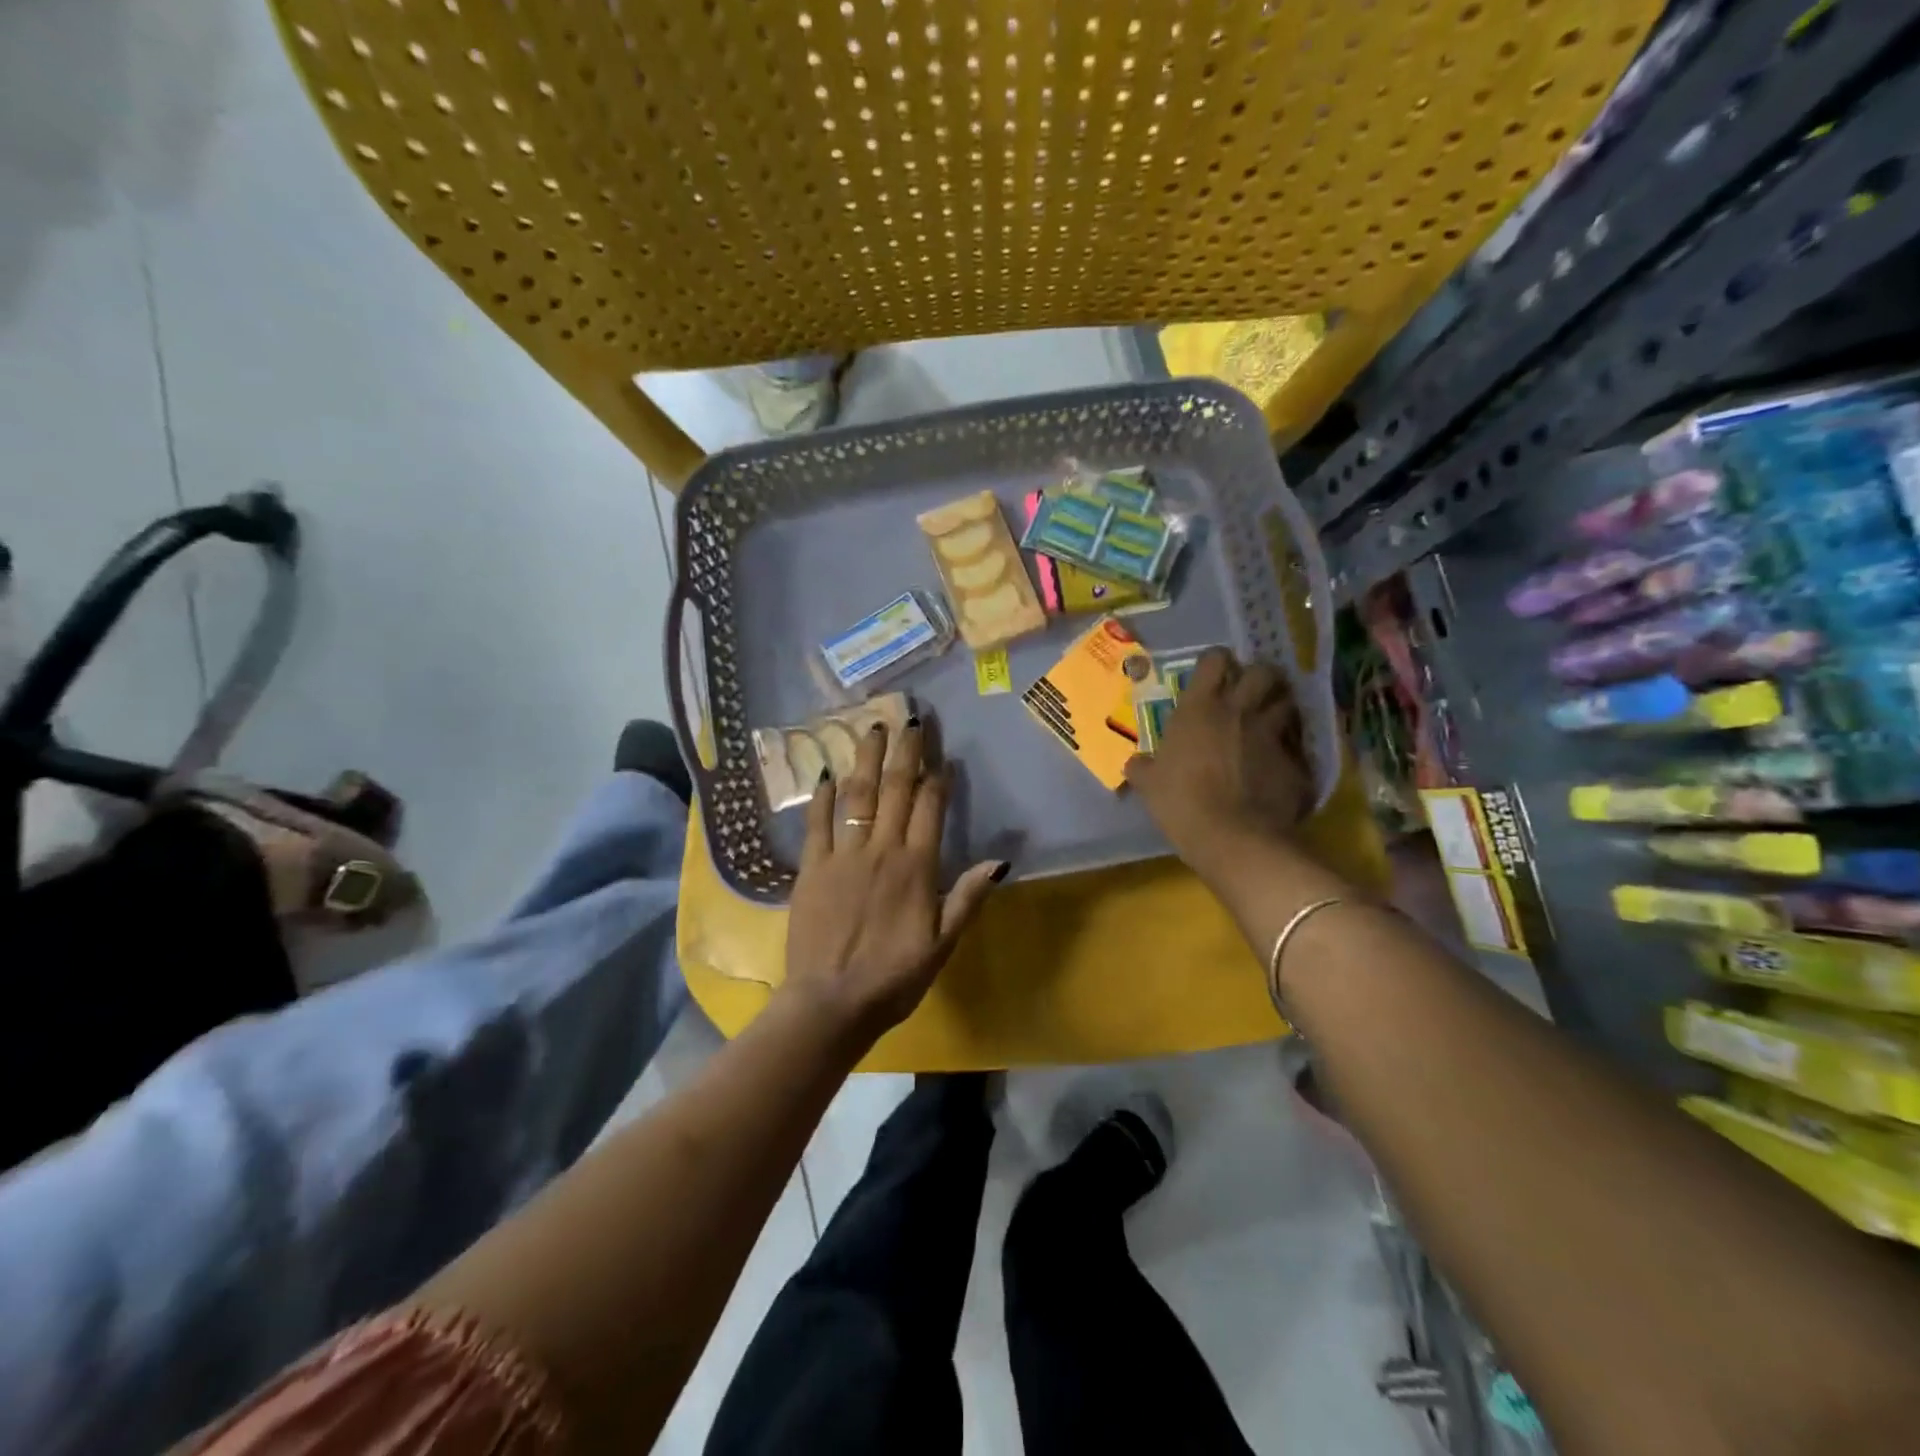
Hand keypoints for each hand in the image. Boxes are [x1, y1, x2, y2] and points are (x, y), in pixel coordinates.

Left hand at [782, 718, 1006, 1040]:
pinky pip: (817, 823)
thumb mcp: (942, 945)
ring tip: (872, 728)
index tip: (942, 757)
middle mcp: (881, 850)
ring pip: (858, 796)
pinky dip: (823, 797)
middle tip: (910, 720)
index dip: (937, 779)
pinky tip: (826, 773)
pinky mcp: (811, 867)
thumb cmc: (893, 978)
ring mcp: (843, 855)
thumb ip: (967, 899)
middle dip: (905, 752)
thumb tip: (998, 861)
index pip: (930, 808)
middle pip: (895, 790)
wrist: (830, 1003)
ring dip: (866, 759)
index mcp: (916, 868)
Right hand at [1124, 648, 1313, 869]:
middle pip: (1262, 671)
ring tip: (1271, 720)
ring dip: (1280, 706)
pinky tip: (1281, 763)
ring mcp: (1272, 734)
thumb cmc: (1181, 803)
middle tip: (1249, 692)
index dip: (1215, 662)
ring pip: (1288, 702)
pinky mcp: (1295, 762)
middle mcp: (1239, 711)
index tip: (1211, 673)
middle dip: (1258, 676)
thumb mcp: (1149, 785)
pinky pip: (1297, 746)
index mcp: (1199, 708)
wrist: (1233, 837)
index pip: (1214, 660)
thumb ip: (1143, 767)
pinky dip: (1291, 749)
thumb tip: (1135, 764)